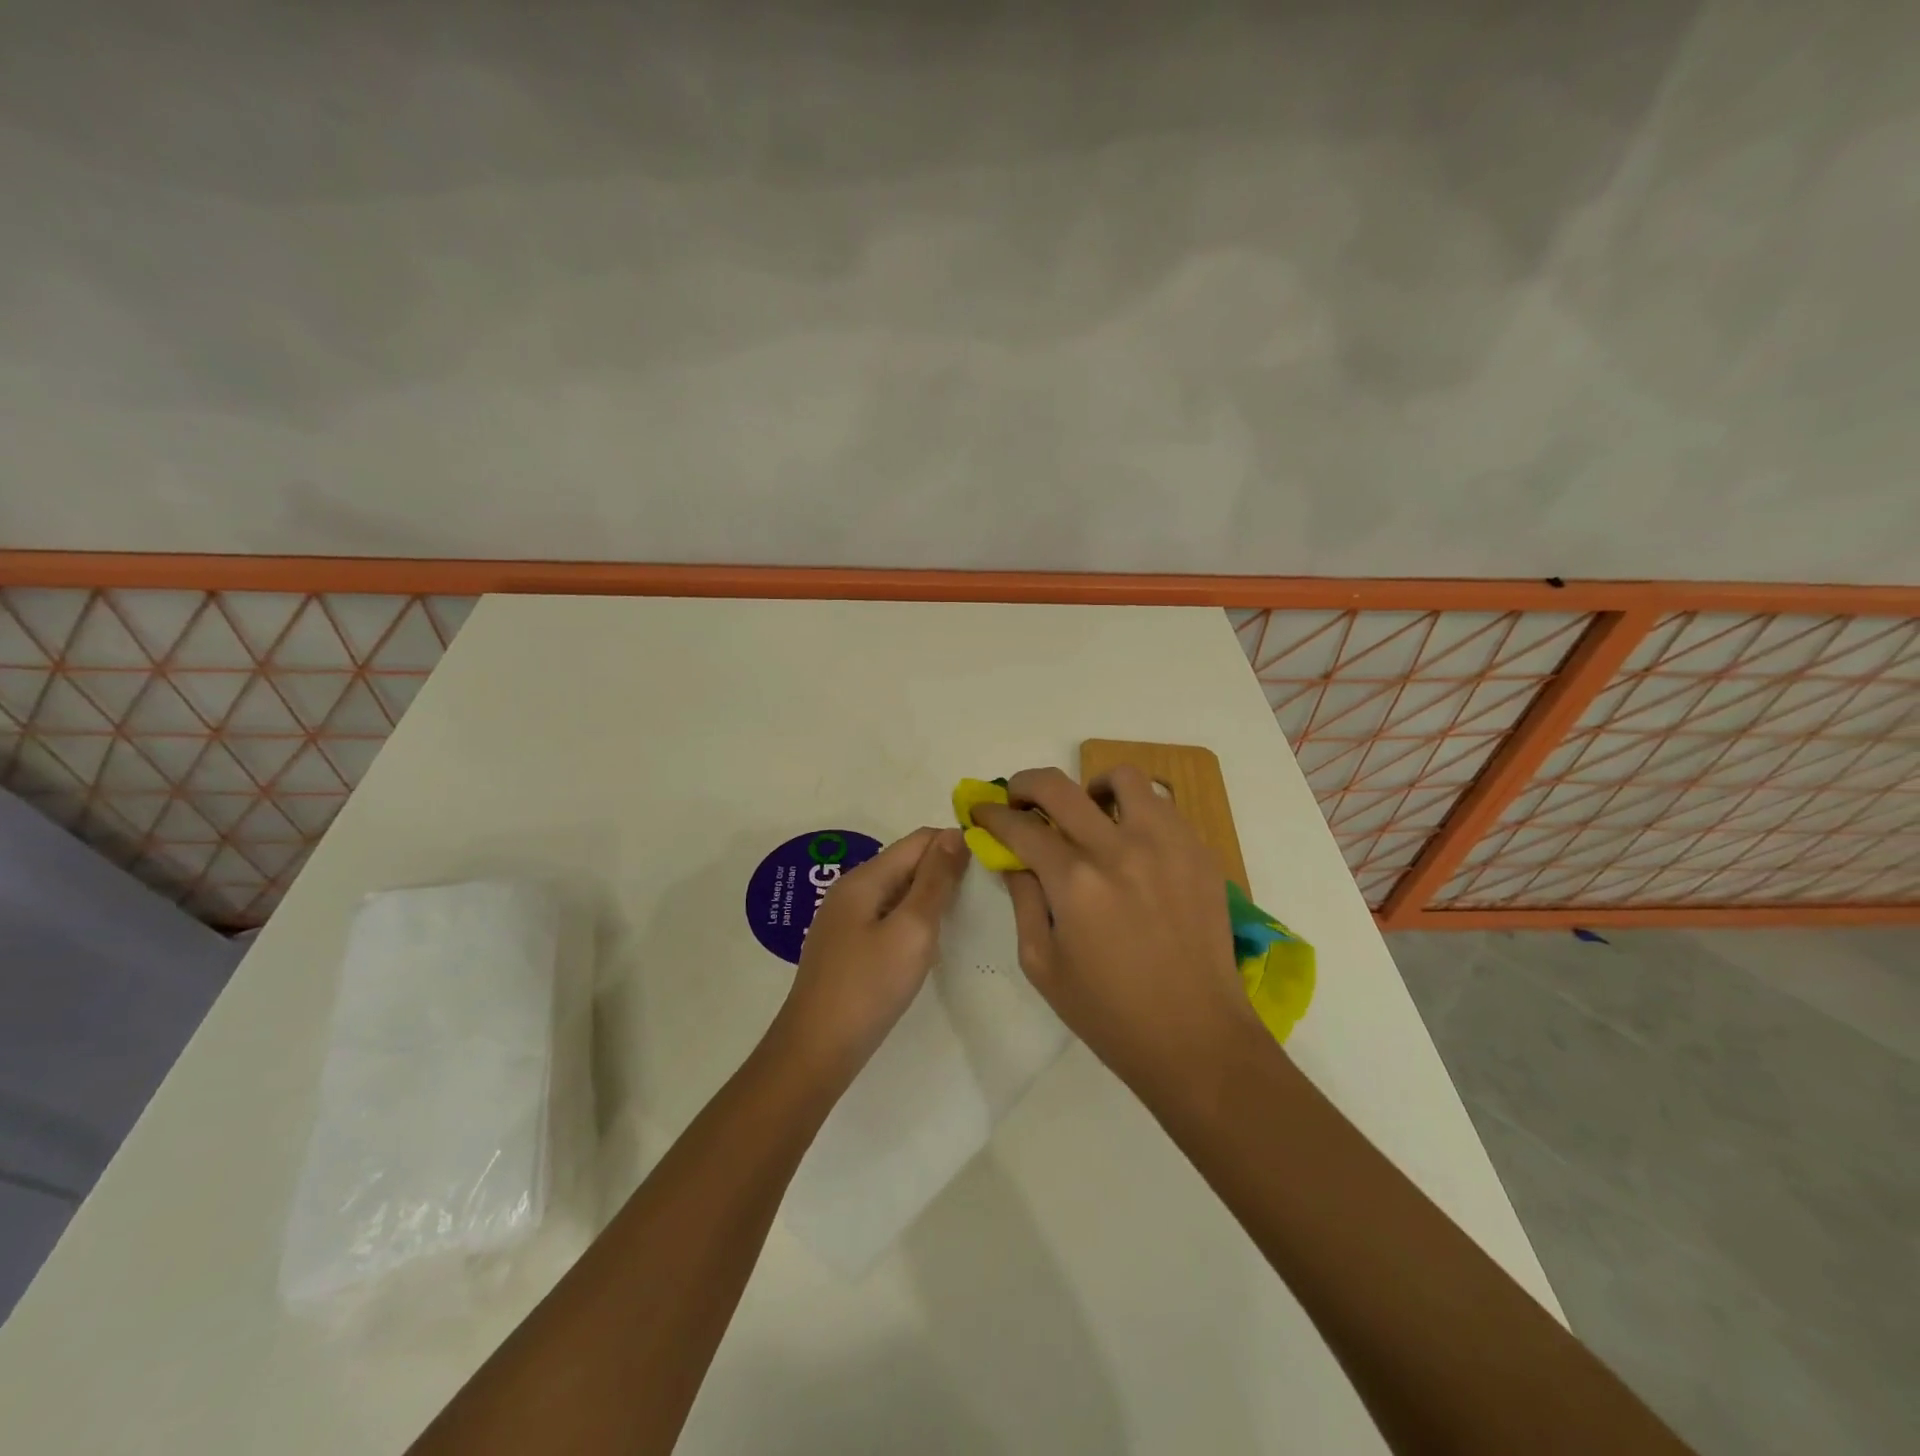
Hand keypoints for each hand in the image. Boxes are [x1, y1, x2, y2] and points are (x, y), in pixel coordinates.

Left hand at [777, 827, 969, 1073]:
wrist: (816, 1051)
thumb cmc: (869, 987)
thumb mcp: (912, 930)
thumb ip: (935, 881)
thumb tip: (955, 834)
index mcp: (864, 878)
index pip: (919, 840)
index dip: (955, 844)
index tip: (990, 865)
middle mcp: (852, 890)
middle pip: (907, 862)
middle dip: (944, 870)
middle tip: (984, 894)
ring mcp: (846, 920)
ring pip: (899, 891)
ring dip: (931, 896)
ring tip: (964, 916)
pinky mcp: (848, 947)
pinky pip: (888, 917)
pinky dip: (914, 920)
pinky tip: (930, 942)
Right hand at [973, 766, 1259, 1089]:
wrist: (1195, 1037)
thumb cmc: (1109, 1013)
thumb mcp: (1042, 964)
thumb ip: (1023, 901)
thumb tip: (1014, 859)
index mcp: (1075, 883)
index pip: (1020, 827)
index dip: (991, 815)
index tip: (981, 812)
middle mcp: (1118, 849)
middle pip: (1059, 786)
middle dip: (1025, 784)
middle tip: (1019, 799)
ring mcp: (1165, 845)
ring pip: (1123, 778)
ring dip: (1091, 787)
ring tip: (1087, 812)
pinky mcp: (1198, 852)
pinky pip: (1162, 807)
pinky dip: (1135, 811)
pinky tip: (1130, 841)